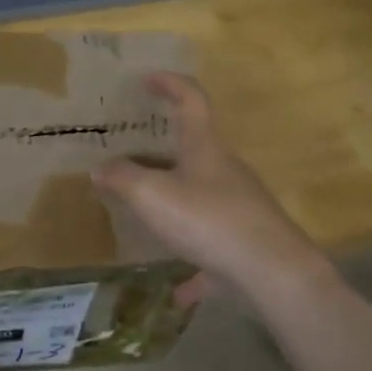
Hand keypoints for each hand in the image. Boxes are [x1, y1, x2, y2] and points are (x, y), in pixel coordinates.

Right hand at [92, 73, 333, 309]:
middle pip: (196, 150)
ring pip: (203, 198)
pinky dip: (195, 264)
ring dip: (176, 205)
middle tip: (134, 156)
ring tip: (147, 217)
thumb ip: (123, 179)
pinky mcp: (245, 243)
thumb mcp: (153, 196)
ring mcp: (240, 206)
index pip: (191, 100)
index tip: (148, 79)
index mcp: (205, 148)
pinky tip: (178, 291)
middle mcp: (226, 171)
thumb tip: (99, 168)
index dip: (170, 84)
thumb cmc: (209, 219)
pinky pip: (213, 248)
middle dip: (166, 150)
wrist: (272, 271)